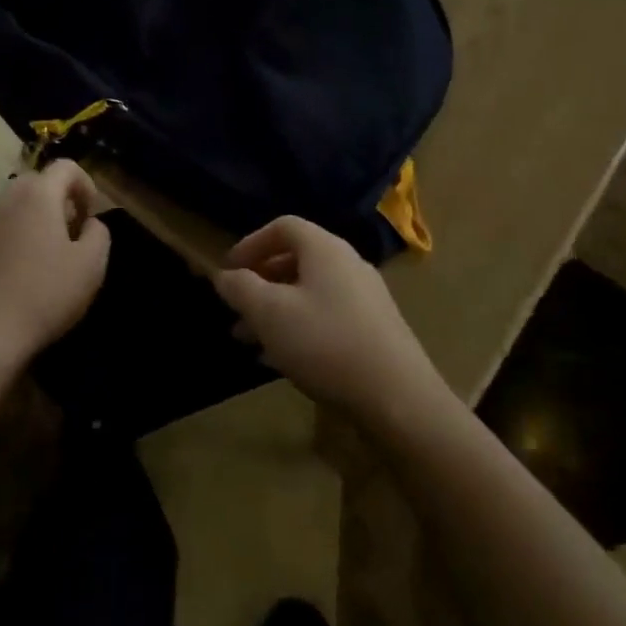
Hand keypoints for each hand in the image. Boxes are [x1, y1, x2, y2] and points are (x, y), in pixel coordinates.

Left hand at [0, 160, 109, 371]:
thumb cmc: (44, 294)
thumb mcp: (91, 266)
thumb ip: (99, 234)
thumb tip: (89, 223)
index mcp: (38, 195)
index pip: (66, 167)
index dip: (86, 185)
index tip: (91, 215)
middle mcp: (6, 198)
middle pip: (38, 183)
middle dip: (59, 200)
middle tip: (72, 233)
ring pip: (15, 205)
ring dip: (34, 219)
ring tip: (47, 254)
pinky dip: (13, 237)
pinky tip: (19, 273)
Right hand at [214, 216, 442, 425]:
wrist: (399, 399)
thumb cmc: (326, 343)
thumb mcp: (270, 313)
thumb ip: (241, 288)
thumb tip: (225, 276)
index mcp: (325, 249)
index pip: (282, 226)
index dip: (250, 243)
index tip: (228, 270)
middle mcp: (348, 264)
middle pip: (296, 260)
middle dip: (260, 283)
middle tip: (236, 309)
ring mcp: (366, 298)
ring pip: (309, 293)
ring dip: (276, 310)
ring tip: (250, 341)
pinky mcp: (375, 330)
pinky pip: (327, 316)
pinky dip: (299, 327)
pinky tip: (282, 360)